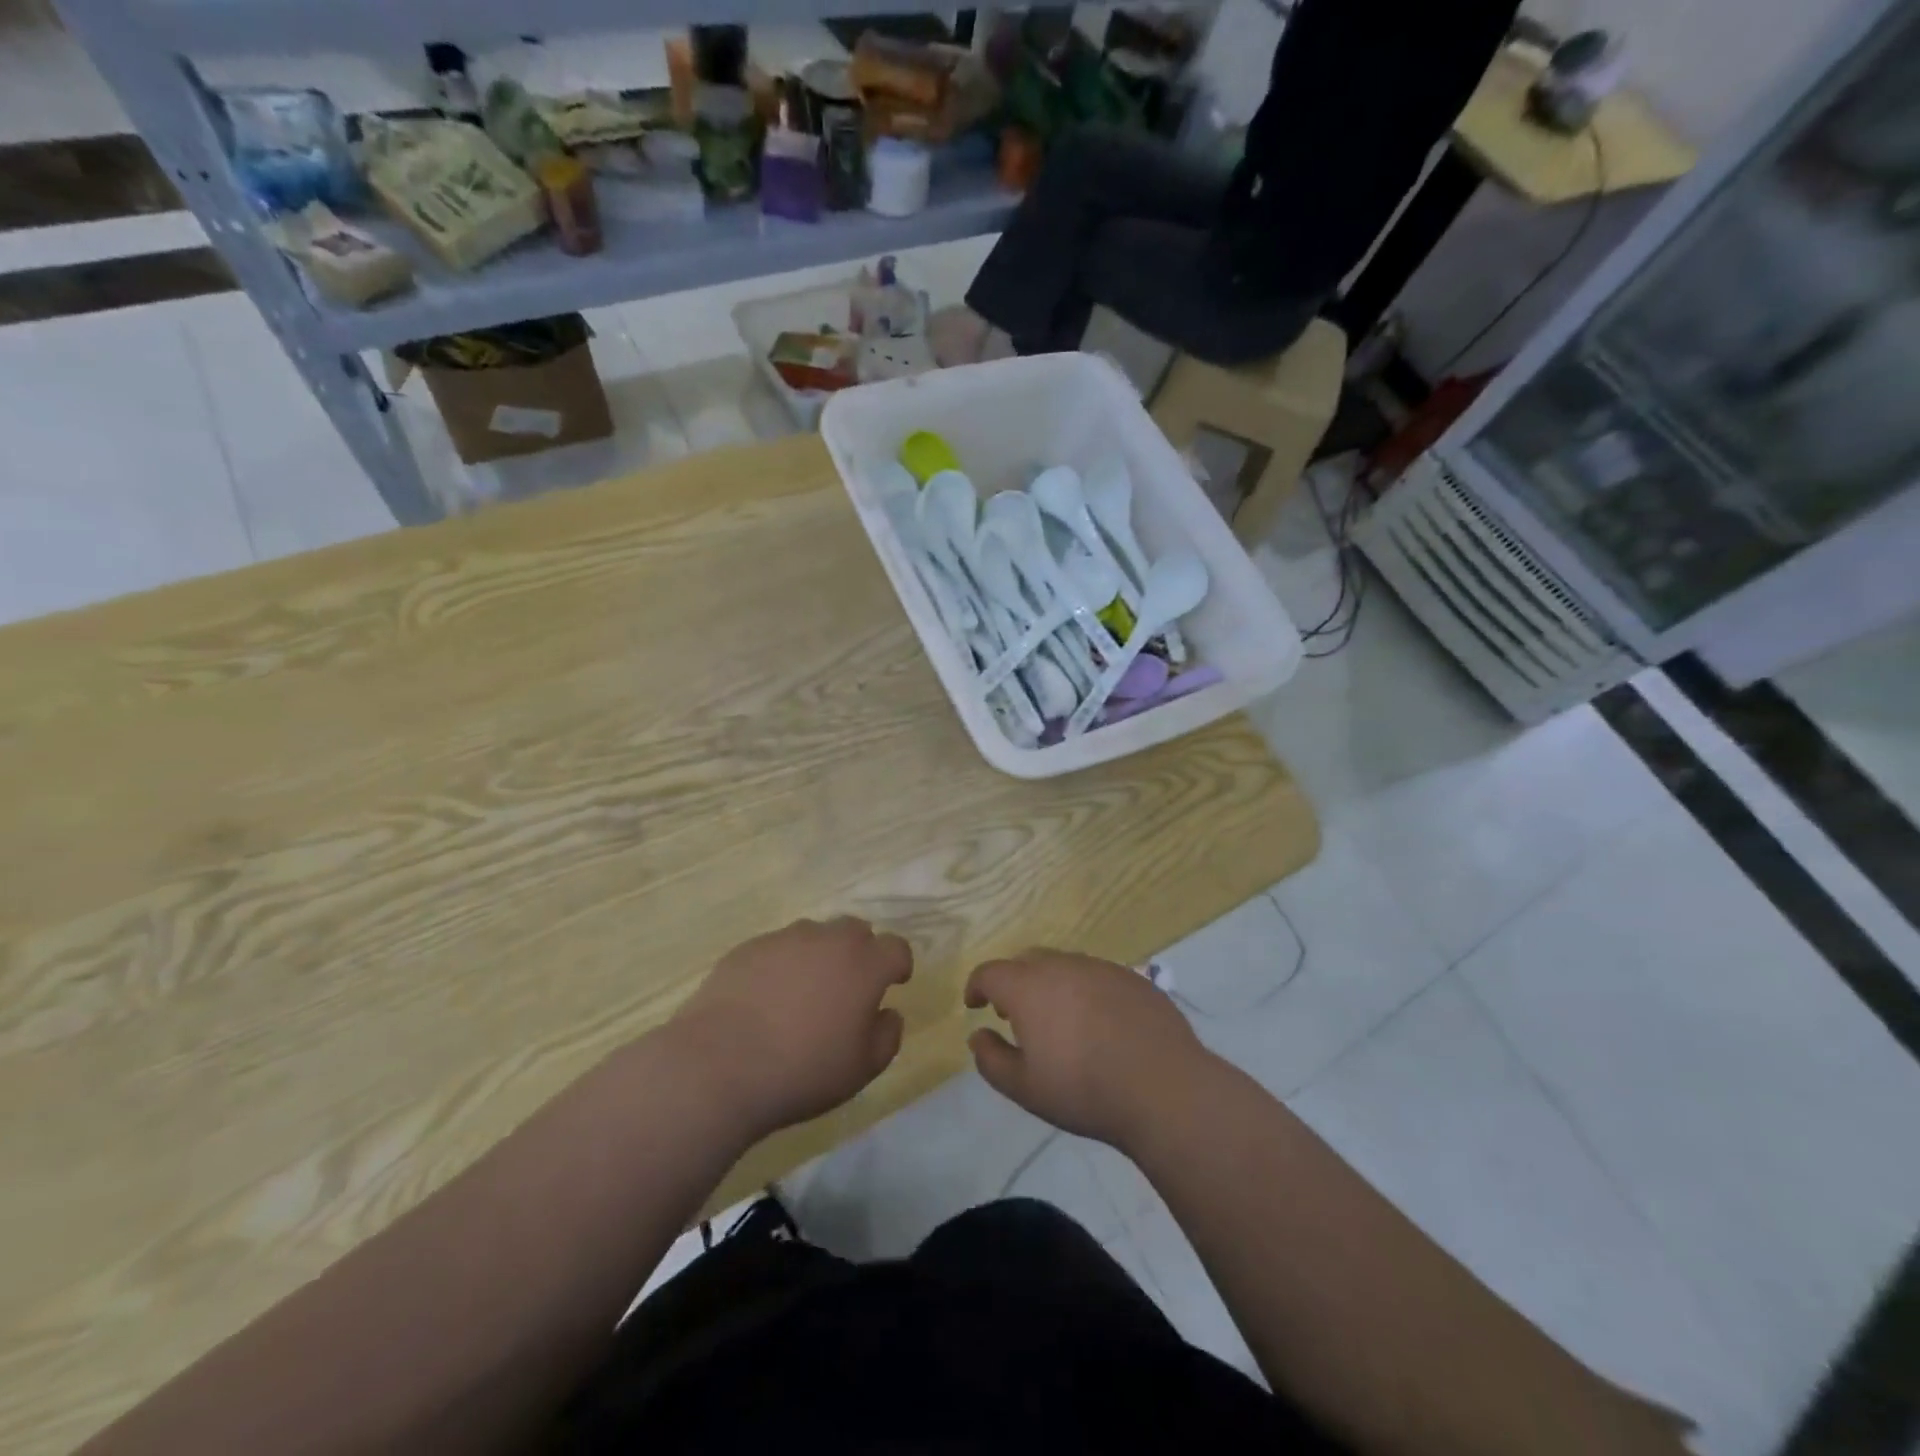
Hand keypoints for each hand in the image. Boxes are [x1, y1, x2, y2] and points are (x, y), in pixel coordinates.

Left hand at [671, 917, 912, 1136]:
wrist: (719, 1065)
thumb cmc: (803, 1070)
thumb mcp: (862, 1068)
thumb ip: (887, 1036)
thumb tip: (888, 1013)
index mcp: (864, 964)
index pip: (896, 948)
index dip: (899, 965)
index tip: (894, 983)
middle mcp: (828, 940)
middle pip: (855, 931)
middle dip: (860, 952)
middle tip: (849, 987)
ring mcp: (784, 939)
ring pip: (814, 935)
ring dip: (819, 956)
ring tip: (803, 993)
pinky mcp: (747, 948)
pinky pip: (776, 948)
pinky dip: (781, 965)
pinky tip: (766, 998)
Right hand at [965, 950, 1211, 1148]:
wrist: (1163, 1087)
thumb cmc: (1084, 1090)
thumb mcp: (1025, 1088)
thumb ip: (991, 1059)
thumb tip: (978, 1035)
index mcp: (1029, 987)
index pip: (990, 972)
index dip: (977, 986)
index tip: (975, 1005)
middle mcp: (1062, 966)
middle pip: (1027, 961)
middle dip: (1014, 982)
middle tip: (1014, 1013)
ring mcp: (1101, 967)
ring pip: (1064, 965)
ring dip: (1051, 984)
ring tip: (1058, 1019)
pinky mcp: (1133, 977)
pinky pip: (1096, 975)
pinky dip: (1085, 991)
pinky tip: (1098, 1023)